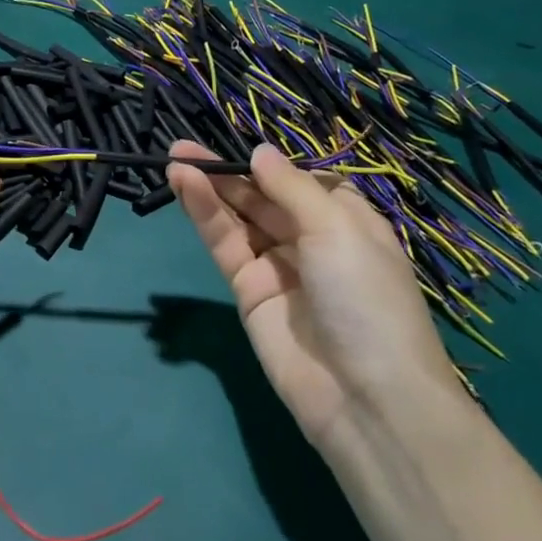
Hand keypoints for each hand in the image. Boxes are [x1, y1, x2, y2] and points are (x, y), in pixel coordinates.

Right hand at [167, 142, 456, 448]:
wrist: (363, 395)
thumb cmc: (366, 297)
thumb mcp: (337, 228)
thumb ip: (290, 187)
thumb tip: (260, 152)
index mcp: (347, 222)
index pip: (304, 182)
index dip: (273, 165)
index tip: (243, 145)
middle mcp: (311, 241)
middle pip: (264, 197)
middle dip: (229, 172)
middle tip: (184, 145)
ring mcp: (277, 267)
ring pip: (239, 218)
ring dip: (209, 187)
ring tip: (175, 156)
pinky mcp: (247, 291)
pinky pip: (224, 244)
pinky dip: (204, 214)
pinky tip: (184, 184)